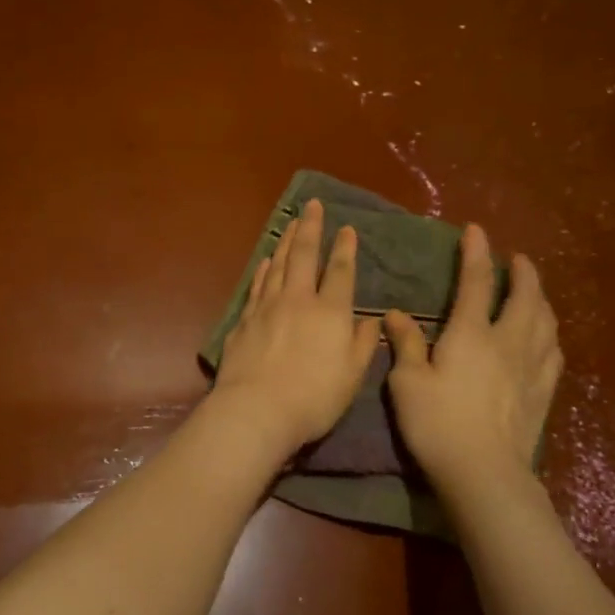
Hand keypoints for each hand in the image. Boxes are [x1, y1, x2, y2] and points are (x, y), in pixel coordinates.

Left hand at [212, 198, 382, 454]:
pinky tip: (265, 261)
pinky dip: (262, 269)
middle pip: (303, 256)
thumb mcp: (351, 376)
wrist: (256, 409)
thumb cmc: (313, 398)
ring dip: (285, 242)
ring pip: (277, 265)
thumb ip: (362, 343)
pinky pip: (256, 285)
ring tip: (291, 224)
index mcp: (329, 312)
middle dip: (310, 228)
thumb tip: (371, 319)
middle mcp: (297, 300)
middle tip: (312, 205)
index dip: (345, 248)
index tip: (347, 228)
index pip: (340, 271)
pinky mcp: (243, 321)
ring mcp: (266, 307)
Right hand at [384, 227, 561, 511]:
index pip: (476, 282)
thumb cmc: (437, 423)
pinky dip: (550, 334)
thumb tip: (396, 314)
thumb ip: (405, 344)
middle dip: (522, 272)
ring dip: (540, 298)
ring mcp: (531, 367)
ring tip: (534, 291)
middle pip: (524, 296)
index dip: (475, 253)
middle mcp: (507, 342)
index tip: (475, 231)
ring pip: (545, 321)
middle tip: (517, 259)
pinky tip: (546, 336)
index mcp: (471, 334)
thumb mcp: (407, 382)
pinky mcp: (543, 392)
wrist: (484, 472)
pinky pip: (553, 352)